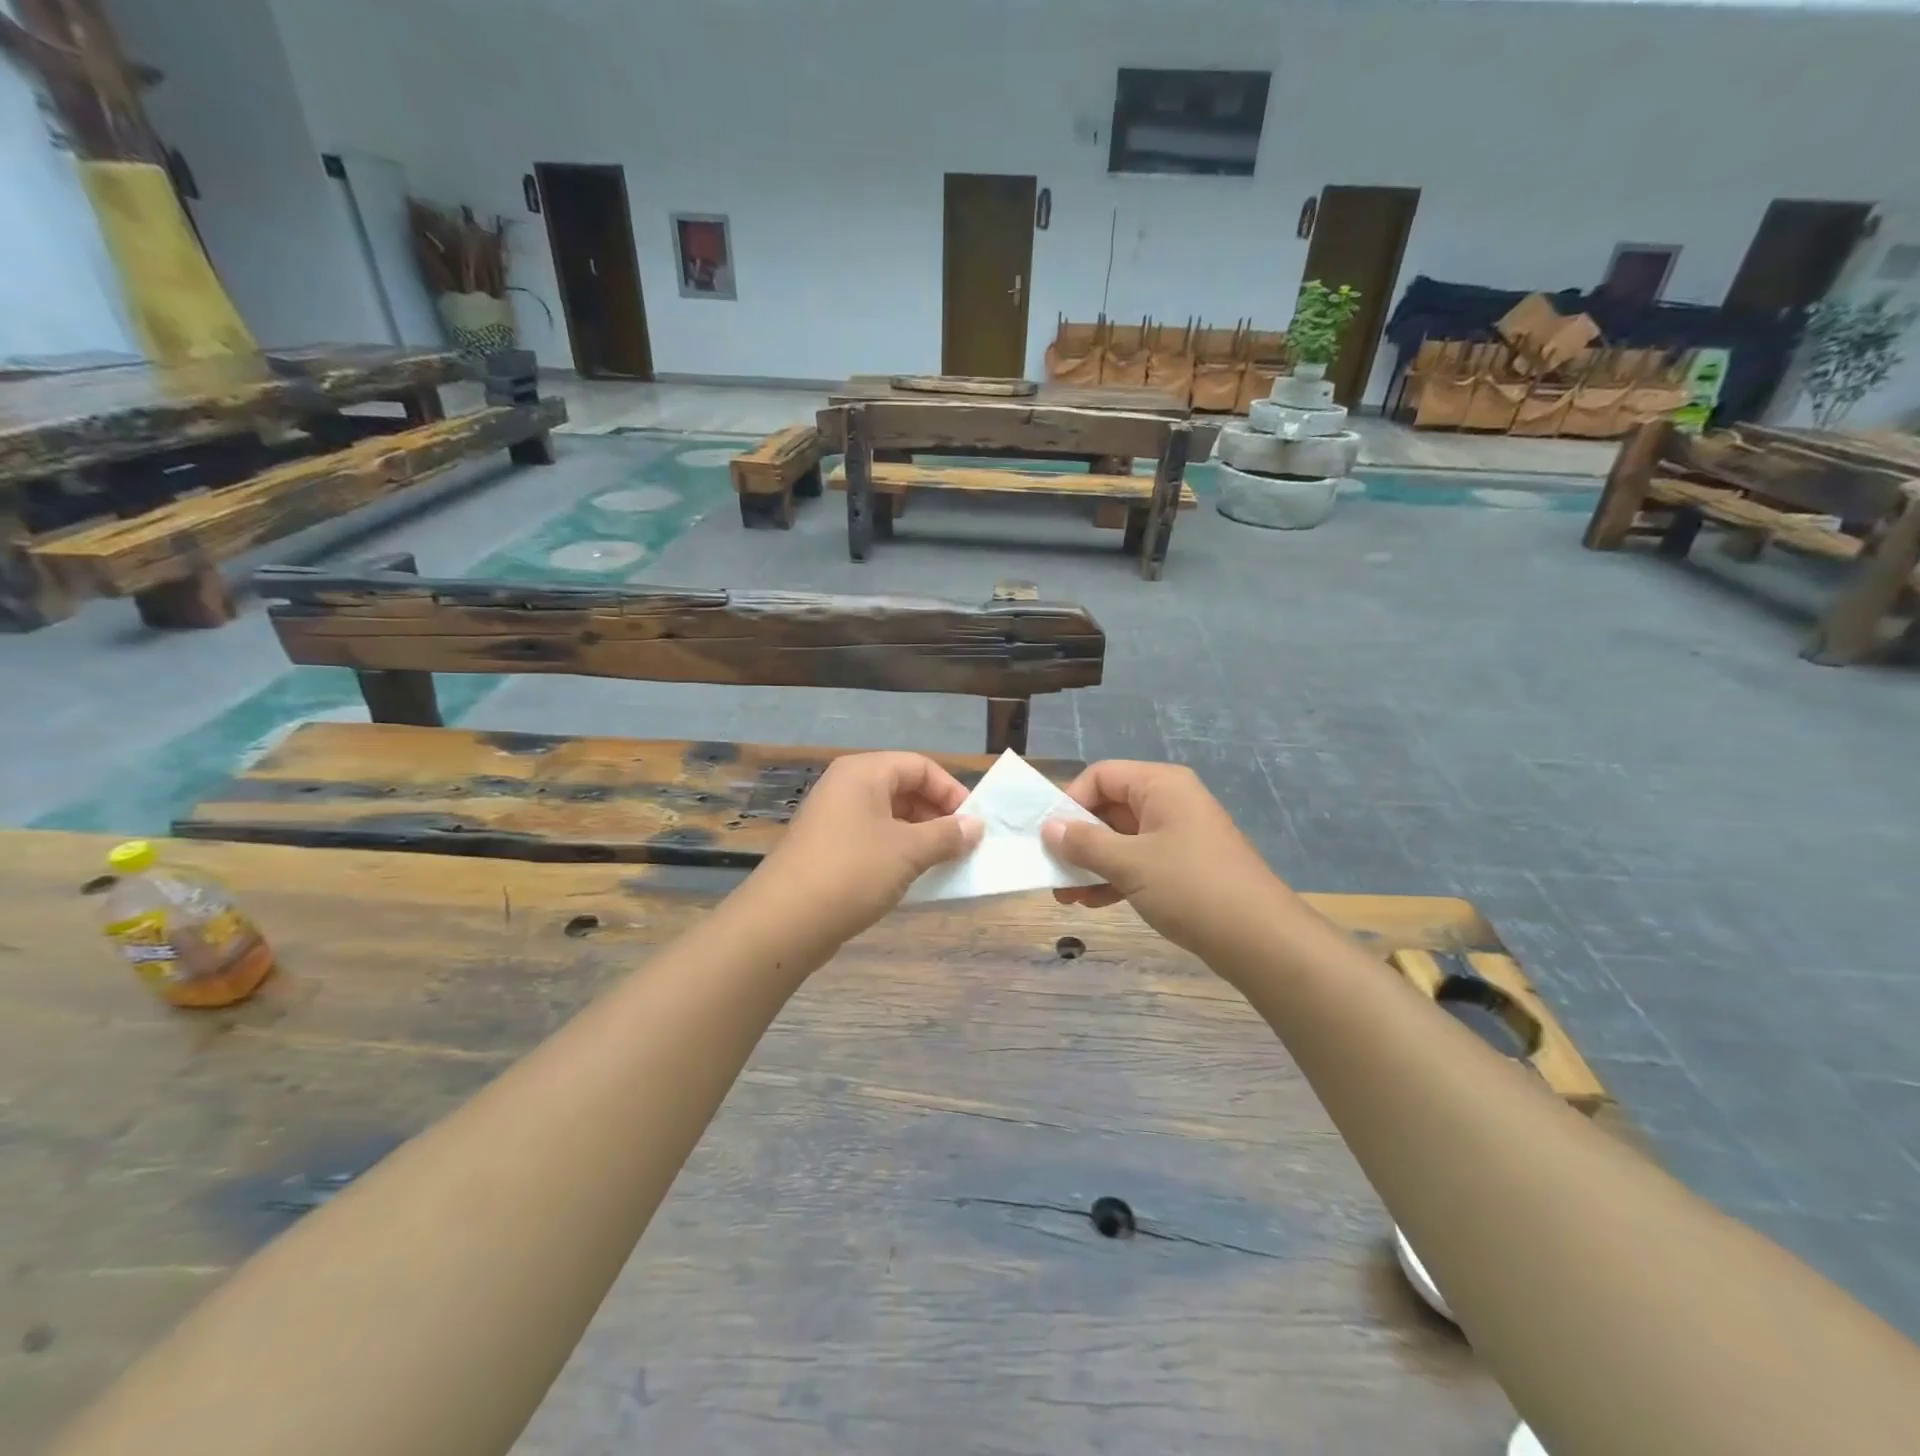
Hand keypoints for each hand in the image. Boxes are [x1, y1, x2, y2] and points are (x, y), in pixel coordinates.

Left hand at [752, 752, 981, 940]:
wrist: (785, 920)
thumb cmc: (853, 872)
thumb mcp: (909, 851)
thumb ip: (946, 835)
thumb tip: (976, 826)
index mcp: (863, 772)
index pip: (920, 766)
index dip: (951, 791)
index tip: (973, 823)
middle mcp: (845, 786)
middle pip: (903, 787)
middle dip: (936, 814)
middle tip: (960, 845)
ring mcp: (832, 817)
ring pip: (888, 815)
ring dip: (919, 835)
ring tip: (940, 863)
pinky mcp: (826, 847)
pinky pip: (871, 837)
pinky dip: (896, 850)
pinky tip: (910, 876)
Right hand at [1041, 761, 1286, 955]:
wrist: (1260, 939)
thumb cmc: (1190, 887)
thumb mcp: (1129, 863)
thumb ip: (1085, 843)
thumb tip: (1049, 828)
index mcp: (1160, 785)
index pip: (1101, 775)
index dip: (1071, 801)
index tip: (1051, 836)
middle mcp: (1170, 802)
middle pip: (1109, 807)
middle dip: (1078, 839)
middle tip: (1052, 871)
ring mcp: (1178, 835)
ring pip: (1121, 838)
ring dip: (1092, 863)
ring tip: (1066, 896)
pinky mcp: (1184, 866)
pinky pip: (1139, 861)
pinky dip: (1114, 877)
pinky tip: (1093, 902)